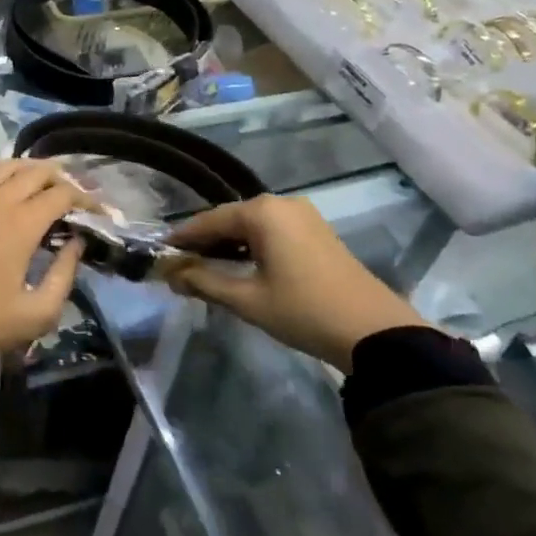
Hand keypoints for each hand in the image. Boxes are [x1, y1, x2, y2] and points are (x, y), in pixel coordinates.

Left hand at [0, 137, 87, 357]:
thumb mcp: (40, 311)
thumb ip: (65, 274)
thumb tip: (76, 243)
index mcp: (23, 225)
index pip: (63, 196)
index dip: (86, 200)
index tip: (99, 211)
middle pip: (35, 173)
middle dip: (61, 178)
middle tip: (73, 193)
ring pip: (1, 168)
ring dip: (25, 166)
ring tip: (40, 174)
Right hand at [165, 195, 426, 371]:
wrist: (376, 332)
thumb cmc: (303, 311)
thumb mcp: (247, 299)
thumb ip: (204, 281)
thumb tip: (170, 273)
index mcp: (261, 211)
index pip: (208, 220)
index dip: (182, 239)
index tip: (159, 255)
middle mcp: (281, 203)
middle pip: (230, 219)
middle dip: (204, 242)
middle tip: (180, 266)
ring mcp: (303, 215)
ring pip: (251, 225)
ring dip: (228, 245)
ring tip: (206, 269)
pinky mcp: (317, 231)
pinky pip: (272, 231)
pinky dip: (251, 246)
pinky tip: (241, 266)